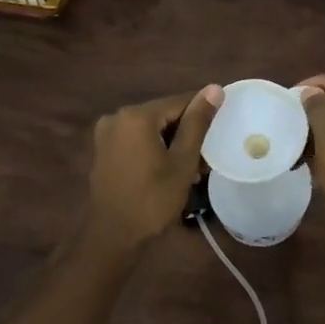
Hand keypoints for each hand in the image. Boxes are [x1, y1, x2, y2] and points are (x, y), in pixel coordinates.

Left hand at [85, 86, 222, 251]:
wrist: (113, 235)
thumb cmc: (153, 199)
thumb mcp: (182, 161)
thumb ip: (198, 122)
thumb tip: (214, 88)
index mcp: (136, 115)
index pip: (180, 101)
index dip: (203, 115)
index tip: (220, 132)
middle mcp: (117, 116)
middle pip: (164, 114)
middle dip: (186, 133)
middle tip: (205, 159)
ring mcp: (107, 133)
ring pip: (151, 128)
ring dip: (172, 143)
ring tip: (191, 168)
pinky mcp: (104, 149)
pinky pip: (137, 139)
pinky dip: (154, 148)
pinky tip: (167, 169)